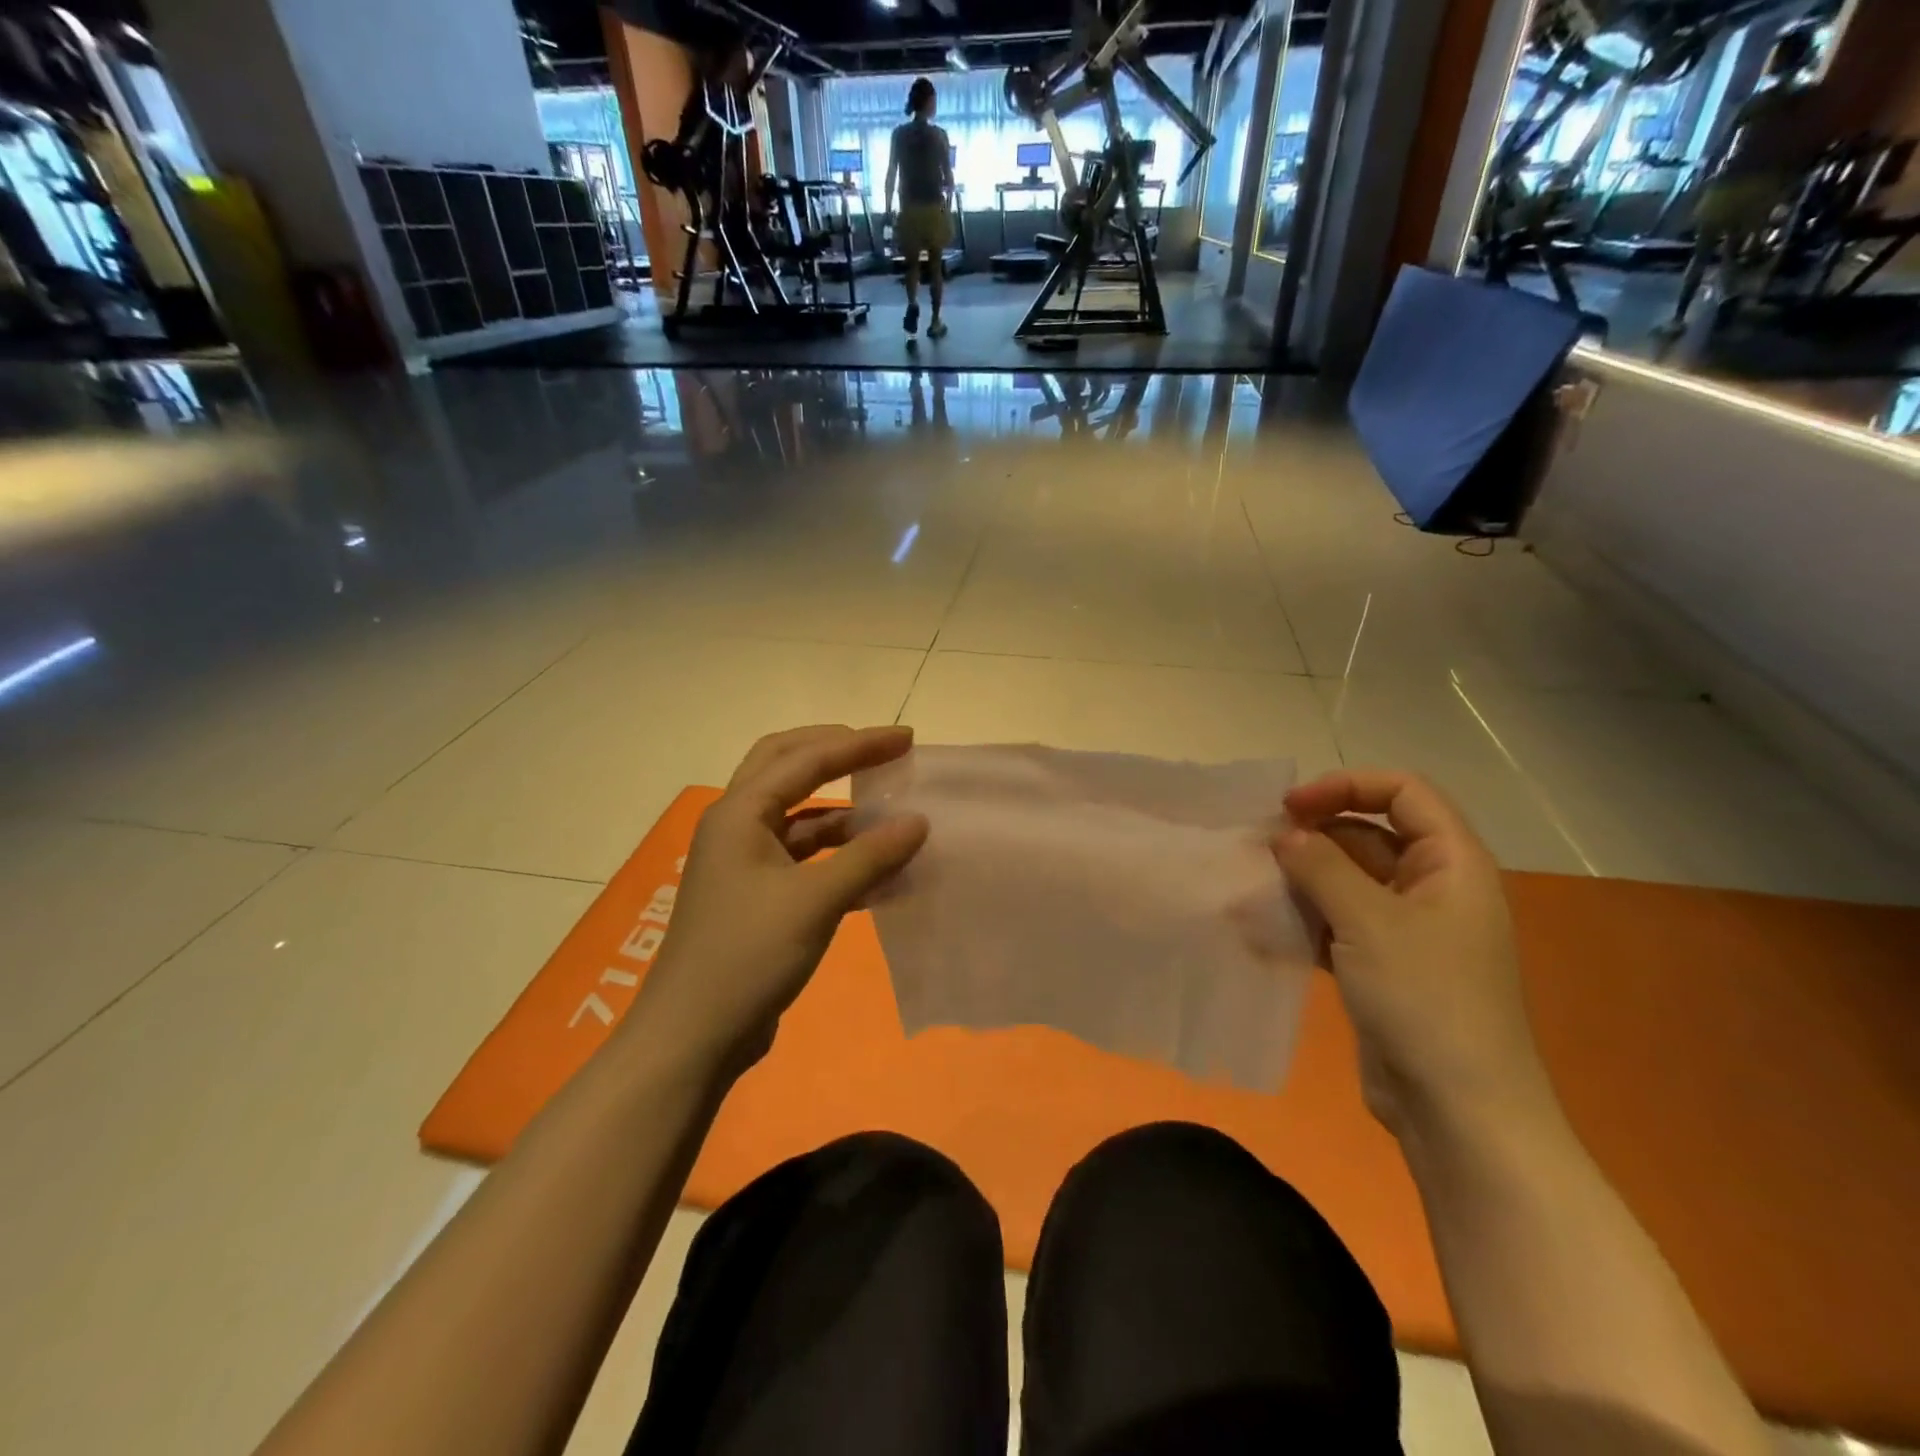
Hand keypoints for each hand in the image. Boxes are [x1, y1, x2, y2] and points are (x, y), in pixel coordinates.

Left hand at [628, 725, 928, 1078]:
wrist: (693, 1036)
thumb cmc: (748, 955)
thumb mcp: (815, 901)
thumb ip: (870, 856)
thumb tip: (919, 821)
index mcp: (740, 813)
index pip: (806, 759)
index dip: (860, 745)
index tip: (908, 739)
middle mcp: (737, 826)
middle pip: (788, 768)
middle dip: (836, 754)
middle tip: (883, 752)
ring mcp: (744, 862)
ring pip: (797, 815)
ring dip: (841, 809)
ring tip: (890, 811)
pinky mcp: (757, 896)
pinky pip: (803, 858)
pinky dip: (838, 854)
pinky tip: (877, 869)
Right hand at [1273, 770, 1555, 1140]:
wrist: (1459, 1111)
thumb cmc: (1426, 999)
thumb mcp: (1369, 921)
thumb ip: (1321, 866)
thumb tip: (1284, 835)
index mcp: (1453, 864)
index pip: (1404, 793)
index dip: (1347, 787)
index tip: (1291, 807)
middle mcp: (1434, 889)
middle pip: (1371, 834)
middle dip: (1315, 834)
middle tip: (1261, 846)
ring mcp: (1409, 930)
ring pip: (1349, 880)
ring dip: (1303, 877)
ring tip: (1254, 884)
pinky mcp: (1383, 965)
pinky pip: (1339, 922)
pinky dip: (1305, 918)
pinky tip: (1264, 925)